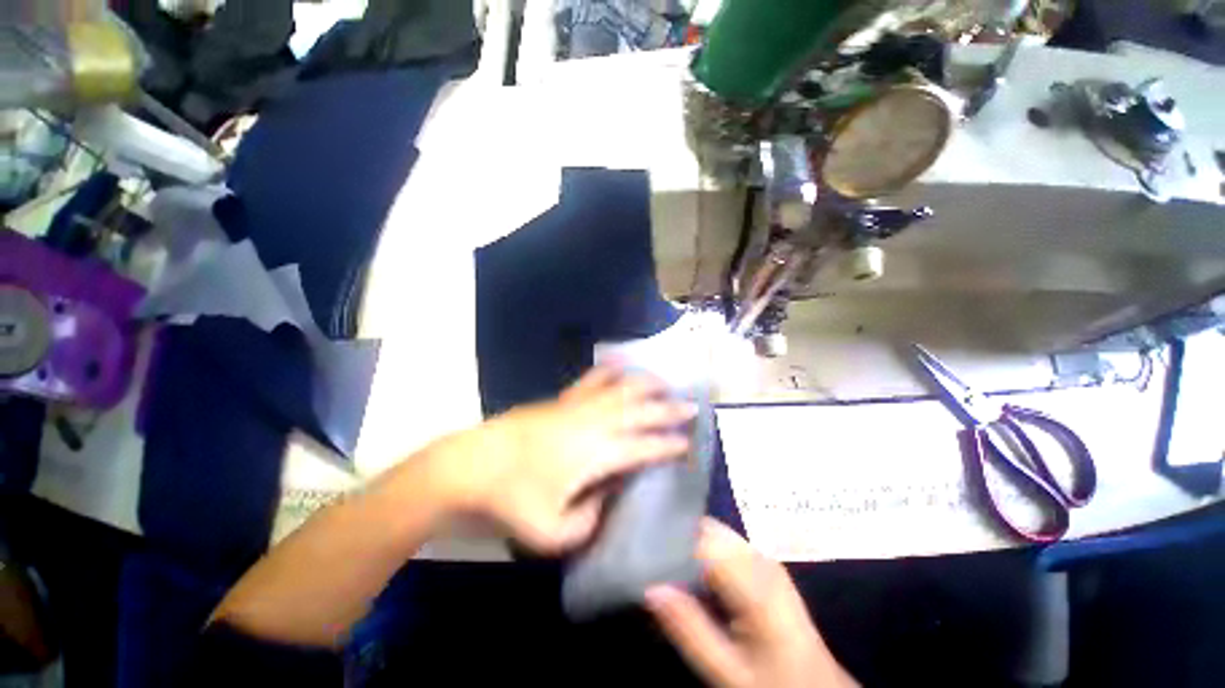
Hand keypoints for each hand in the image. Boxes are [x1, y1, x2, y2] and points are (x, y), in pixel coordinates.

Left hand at [438, 367, 695, 552]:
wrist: (473, 464)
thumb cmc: (512, 500)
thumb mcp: (554, 531)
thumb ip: (591, 519)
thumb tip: (609, 494)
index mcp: (597, 454)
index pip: (644, 447)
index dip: (669, 445)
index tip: (687, 443)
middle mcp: (594, 423)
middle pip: (640, 410)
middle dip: (669, 409)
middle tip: (691, 406)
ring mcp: (578, 406)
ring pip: (621, 388)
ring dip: (646, 384)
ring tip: (665, 382)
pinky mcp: (562, 398)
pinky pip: (592, 379)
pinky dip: (611, 371)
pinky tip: (622, 365)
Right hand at [645, 520, 857, 687]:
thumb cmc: (774, 684)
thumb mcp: (728, 673)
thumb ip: (689, 629)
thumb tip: (650, 588)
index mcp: (754, 580)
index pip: (702, 539)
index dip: (670, 539)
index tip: (640, 549)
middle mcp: (759, 557)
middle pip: (707, 529)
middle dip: (676, 537)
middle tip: (645, 554)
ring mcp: (764, 557)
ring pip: (714, 532)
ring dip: (688, 542)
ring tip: (660, 561)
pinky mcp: (763, 564)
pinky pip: (725, 544)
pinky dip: (702, 551)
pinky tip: (688, 572)